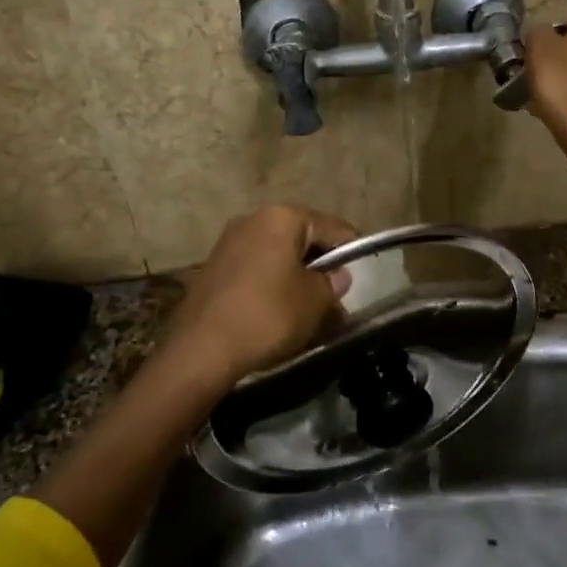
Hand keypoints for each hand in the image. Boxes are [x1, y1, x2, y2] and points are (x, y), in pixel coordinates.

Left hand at [163, 204, 359, 387]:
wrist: (202, 349)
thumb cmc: (268, 314)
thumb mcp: (314, 301)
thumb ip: (332, 283)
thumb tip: (336, 276)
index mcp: (282, 218)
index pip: (330, 226)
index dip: (351, 247)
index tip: (364, 268)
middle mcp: (253, 220)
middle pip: (301, 238)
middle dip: (321, 264)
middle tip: (338, 292)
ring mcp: (229, 243)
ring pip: (277, 255)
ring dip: (297, 276)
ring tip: (312, 306)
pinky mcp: (213, 268)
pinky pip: (256, 269)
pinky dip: (273, 283)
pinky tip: (281, 310)